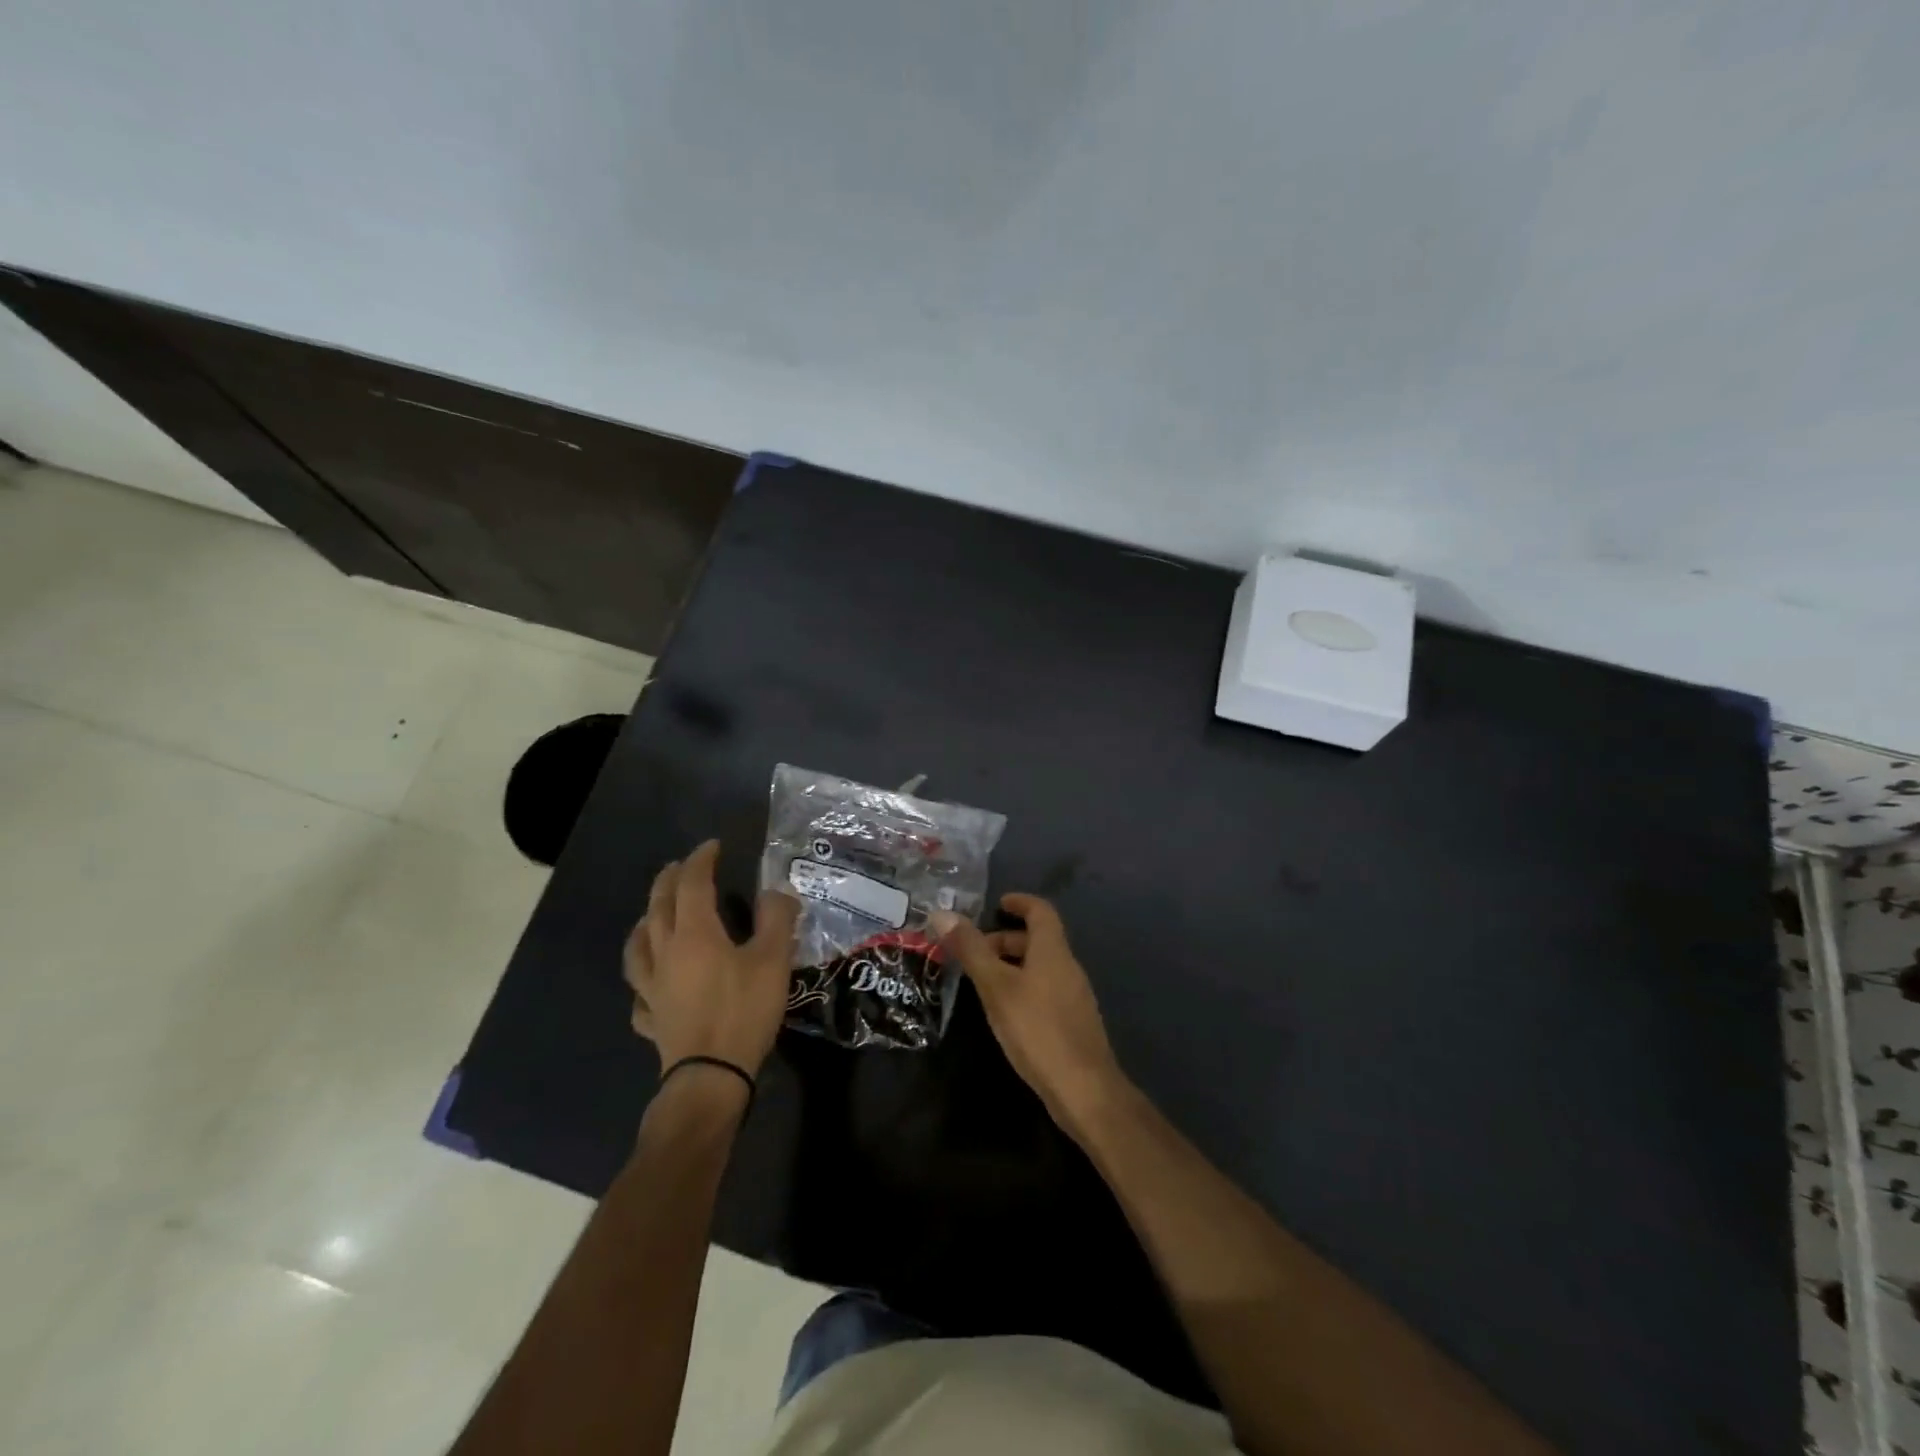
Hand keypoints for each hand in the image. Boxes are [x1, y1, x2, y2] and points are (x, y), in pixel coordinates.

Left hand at [624, 840, 799, 1077]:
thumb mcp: (773, 960)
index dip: (701, 860)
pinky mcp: (651, 1018)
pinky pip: (640, 991)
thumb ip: (777, 919)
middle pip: (658, 907)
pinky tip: (651, 983)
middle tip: (680, 866)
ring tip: (653, 916)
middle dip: (669, 880)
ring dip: (646, 922)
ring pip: (638, 946)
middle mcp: (665, 952)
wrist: (710, 1078)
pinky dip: (644, 978)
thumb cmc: (743, 1012)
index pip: (692, 884)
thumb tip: (778, 891)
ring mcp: (652, 987)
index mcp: (695, 933)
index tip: (713, 846)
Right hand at [932, 894, 1128, 1141]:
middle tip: (975, 952)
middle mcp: (1068, 966)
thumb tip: (942, 913)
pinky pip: (1045, 989)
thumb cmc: (1037, 1029)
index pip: (1041, 911)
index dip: (1020, 902)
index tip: (997, 904)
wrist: (1084, 1089)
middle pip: (1038, 939)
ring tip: (982, 982)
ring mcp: (1074, 995)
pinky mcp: (1073, 1022)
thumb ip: (971, 950)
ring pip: (1041, 966)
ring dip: (1012, 965)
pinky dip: (1023, 986)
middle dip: (1006, 939)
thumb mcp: (996, 987)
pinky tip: (1005, 1011)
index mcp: (1053, 950)